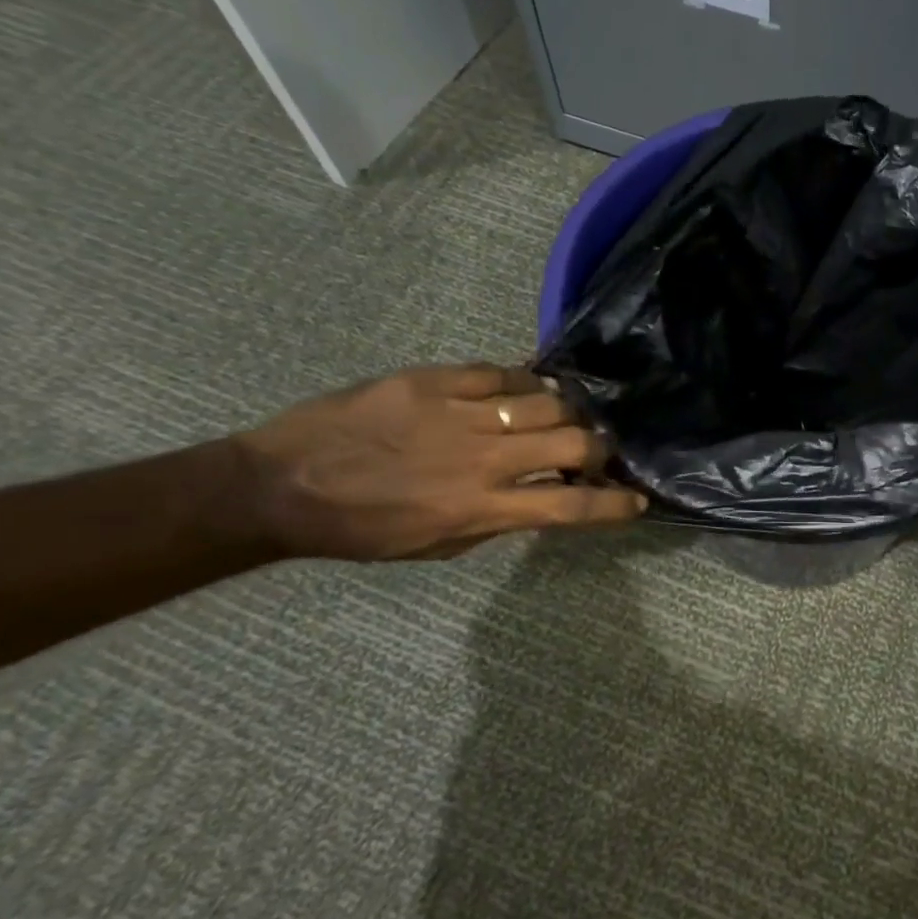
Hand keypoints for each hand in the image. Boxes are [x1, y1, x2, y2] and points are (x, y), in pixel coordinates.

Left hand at [230, 364, 644, 560]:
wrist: (281, 484)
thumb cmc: (361, 529)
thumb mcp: (437, 545)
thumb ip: (498, 519)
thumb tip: (541, 495)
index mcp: (480, 509)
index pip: (569, 506)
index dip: (612, 505)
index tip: (636, 501)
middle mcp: (483, 459)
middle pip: (575, 442)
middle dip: (600, 449)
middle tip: (595, 451)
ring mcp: (461, 412)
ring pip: (548, 400)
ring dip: (567, 412)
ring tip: (560, 416)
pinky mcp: (436, 380)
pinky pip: (504, 373)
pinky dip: (525, 383)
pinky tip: (524, 390)